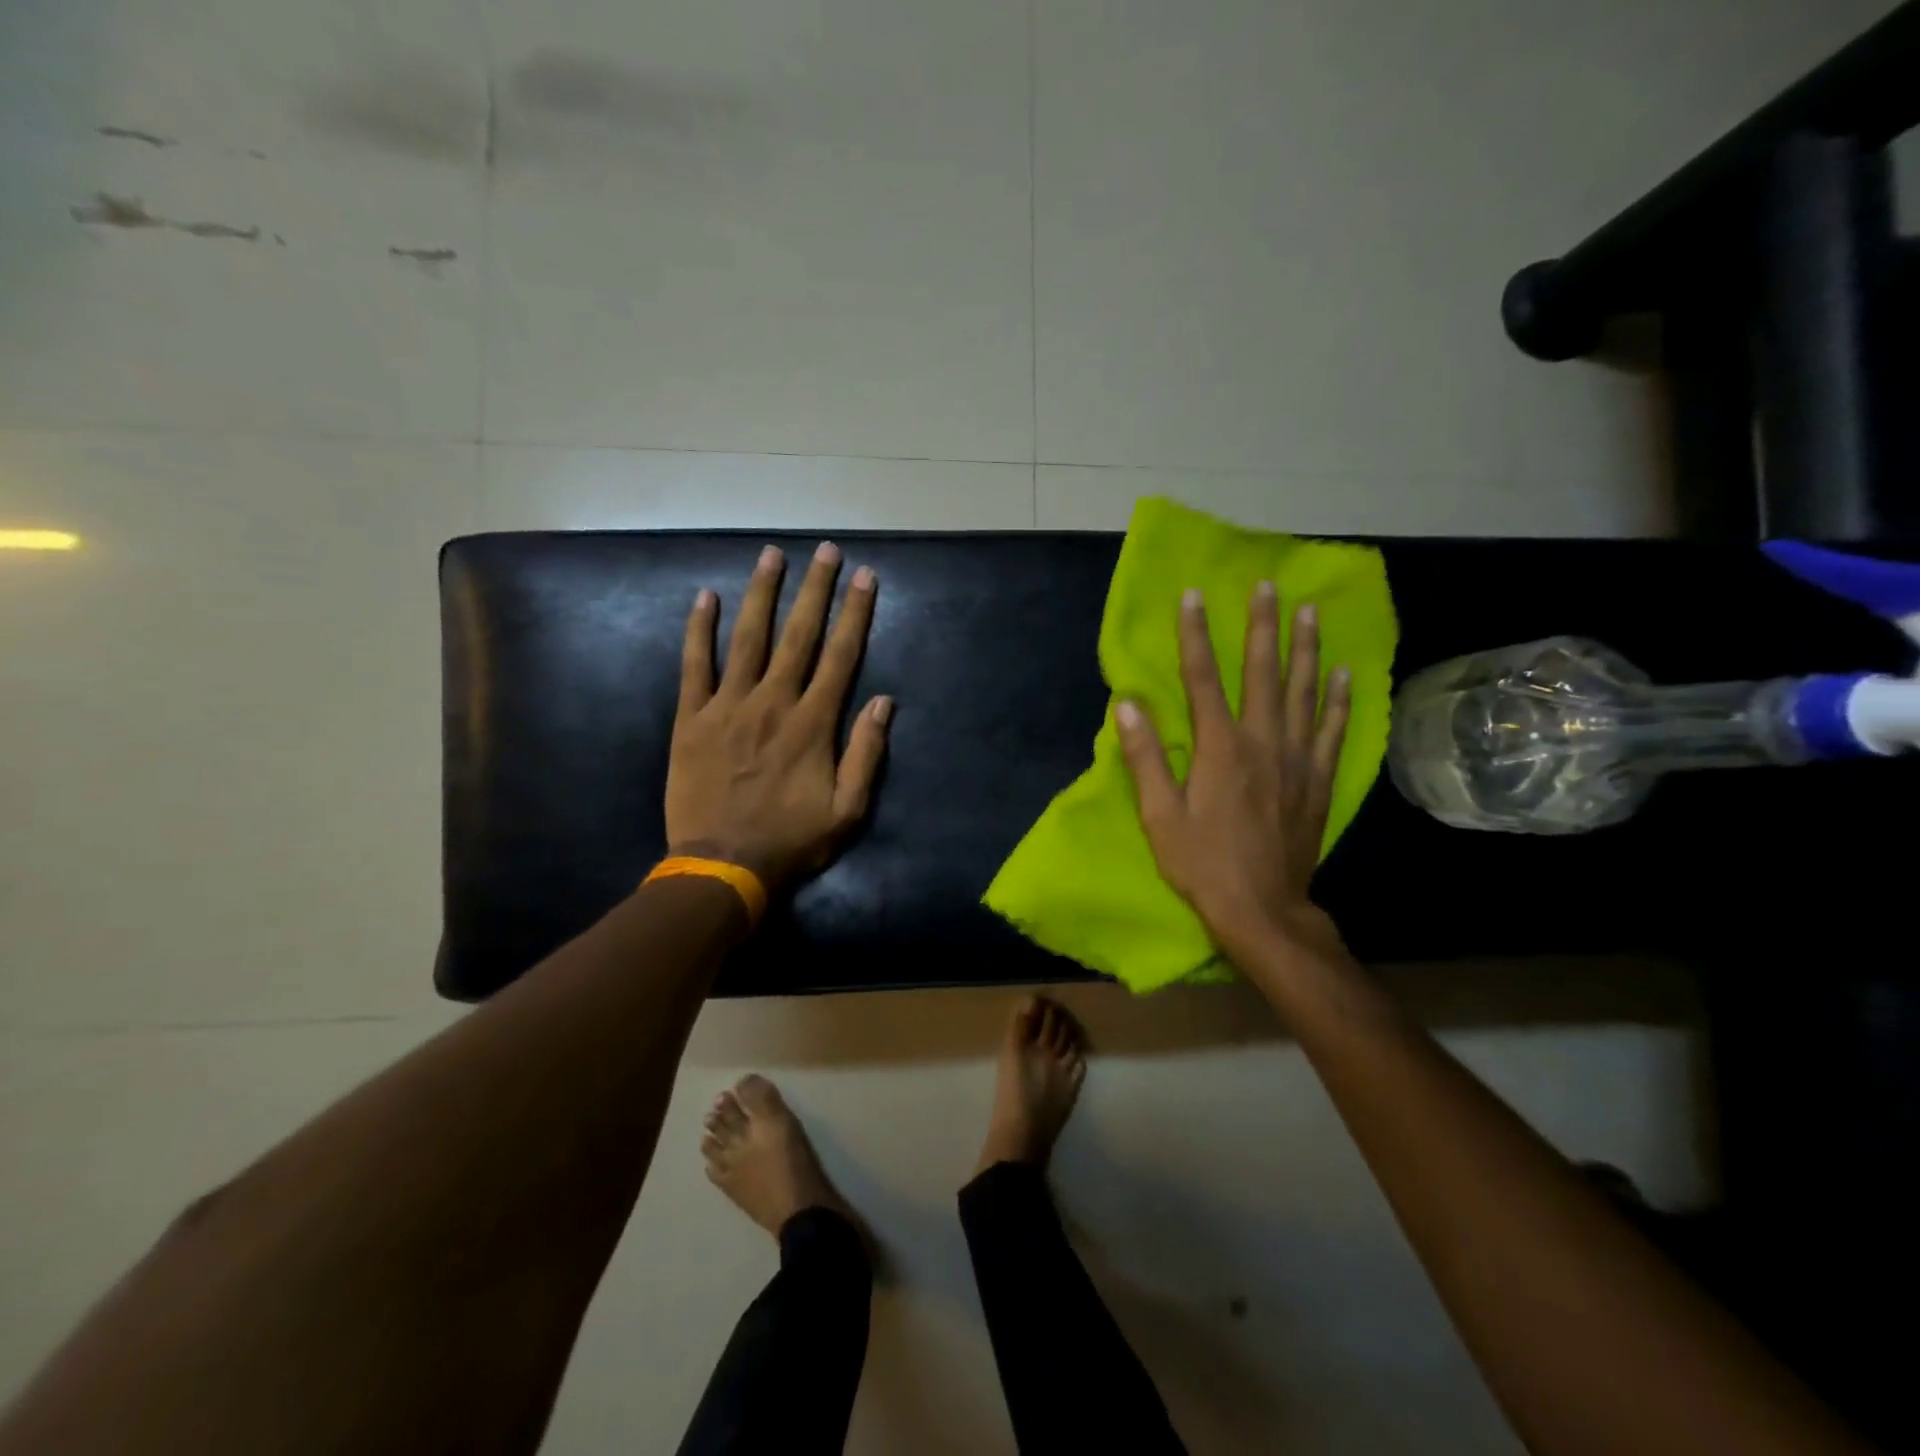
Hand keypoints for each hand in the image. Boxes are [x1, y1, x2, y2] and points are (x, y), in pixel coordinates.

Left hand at [666, 542, 891, 893]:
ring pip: (747, 638)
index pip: (840, 656)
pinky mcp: (692, 719)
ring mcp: (728, 707)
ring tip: (772, 555)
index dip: (854, 613)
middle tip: (826, 551)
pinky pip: (695, 666)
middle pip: (798, 635)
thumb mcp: (848, 810)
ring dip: (761, 594)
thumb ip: (866, 753)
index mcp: (812, 723)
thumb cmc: (791, 840)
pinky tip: (705, 597)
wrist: (722, 866)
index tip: (864, 577)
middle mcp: (772, 702)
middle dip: (815, 589)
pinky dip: (699, 630)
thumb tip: (883, 701)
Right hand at [1115, 583, 1350, 965]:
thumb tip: (1127, 704)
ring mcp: (1297, 758)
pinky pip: (1333, 728)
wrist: (1262, 908)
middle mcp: (1263, 741)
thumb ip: (1145, 756)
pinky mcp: (1318, 779)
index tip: (1194, 595)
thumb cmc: (1202, 862)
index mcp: (1219, 747)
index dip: (1195, 634)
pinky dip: (1339, 697)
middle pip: (1262, 671)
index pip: (1203, 677)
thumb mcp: (1159, 814)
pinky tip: (1342, 671)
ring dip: (1304, 647)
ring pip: (1303, 690)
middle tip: (1267, 586)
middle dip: (1261, 625)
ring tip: (1308, 611)